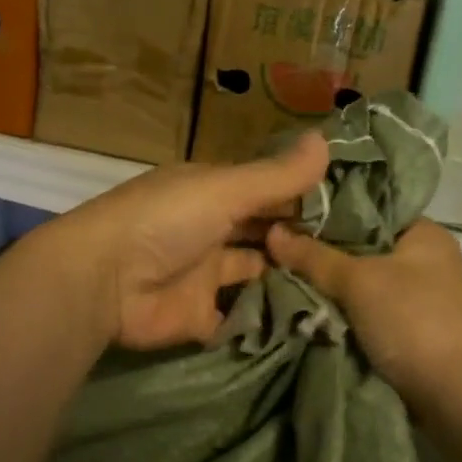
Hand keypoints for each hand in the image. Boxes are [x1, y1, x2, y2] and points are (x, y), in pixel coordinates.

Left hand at [41, 134, 330, 349]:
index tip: (356, 211)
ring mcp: (205, 277)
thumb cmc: (165, 221)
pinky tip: (308, 322)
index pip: (267, 192)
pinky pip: (238, 319)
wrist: (104, 281)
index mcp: (213, 194)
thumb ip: (277, 175)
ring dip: (287, 281)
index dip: (304, 199)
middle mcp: (211, 231)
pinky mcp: (199, 318)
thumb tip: (327, 140)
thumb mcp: (225, 189)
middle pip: (263, 235)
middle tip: (358, 255)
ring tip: (343, 289)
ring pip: (255, 276)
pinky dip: (264, 320)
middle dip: (300, 243)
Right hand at [266, 218, 461, 406]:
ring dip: (332, 284)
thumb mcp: (356, 280)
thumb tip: (272, 232)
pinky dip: (345, 308)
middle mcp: (427, 259)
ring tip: (288, 275)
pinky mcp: (412, 327)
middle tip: (283, 249)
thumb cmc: (409, 319)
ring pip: (364, 279)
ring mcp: (421, 295)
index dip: (331, 212)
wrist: (449, 392)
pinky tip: (311, 305)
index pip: (371, 210)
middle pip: (364, 246)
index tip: (292, 216)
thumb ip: (313, 256)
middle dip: (325, 252)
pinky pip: (369, 307)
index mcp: (426, 234)